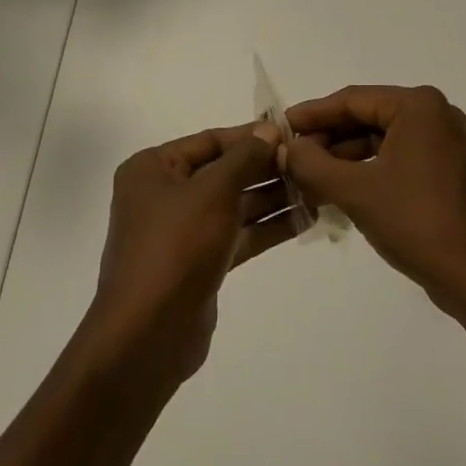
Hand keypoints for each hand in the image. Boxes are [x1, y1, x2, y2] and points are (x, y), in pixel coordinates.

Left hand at [80, 124, 294, 389]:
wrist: (148, 335)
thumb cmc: (176, 246)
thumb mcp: (213, 191)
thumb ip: (245, 157)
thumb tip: (269, 130)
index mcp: (154, 168)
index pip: (211, 140)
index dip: (251, 136)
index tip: (292, 134)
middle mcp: (165, 194)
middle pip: (224, 171)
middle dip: (266, 168)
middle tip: (311, 162)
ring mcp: (182, 231)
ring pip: (235, 204)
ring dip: (273, 197)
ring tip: (317, 188)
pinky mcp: (200, 262)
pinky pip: (238, 234)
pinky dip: (268, 227)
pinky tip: (305, 218)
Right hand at [283, 85, 465, 322]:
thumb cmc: (416, 223)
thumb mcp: (356, 191)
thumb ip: (313, 164)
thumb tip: (285, 147)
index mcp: (418, 106)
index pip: (353, 100)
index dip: (312, 114)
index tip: (278, 127)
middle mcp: (435, 113)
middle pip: (367, 117)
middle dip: (327, 138)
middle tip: (289, 156)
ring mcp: (444, 141)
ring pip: (380, 139)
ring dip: (344, 157)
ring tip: (306, 177)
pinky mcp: (446, 168)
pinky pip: (396, 157)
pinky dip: (367, 170)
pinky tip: (337, 189)